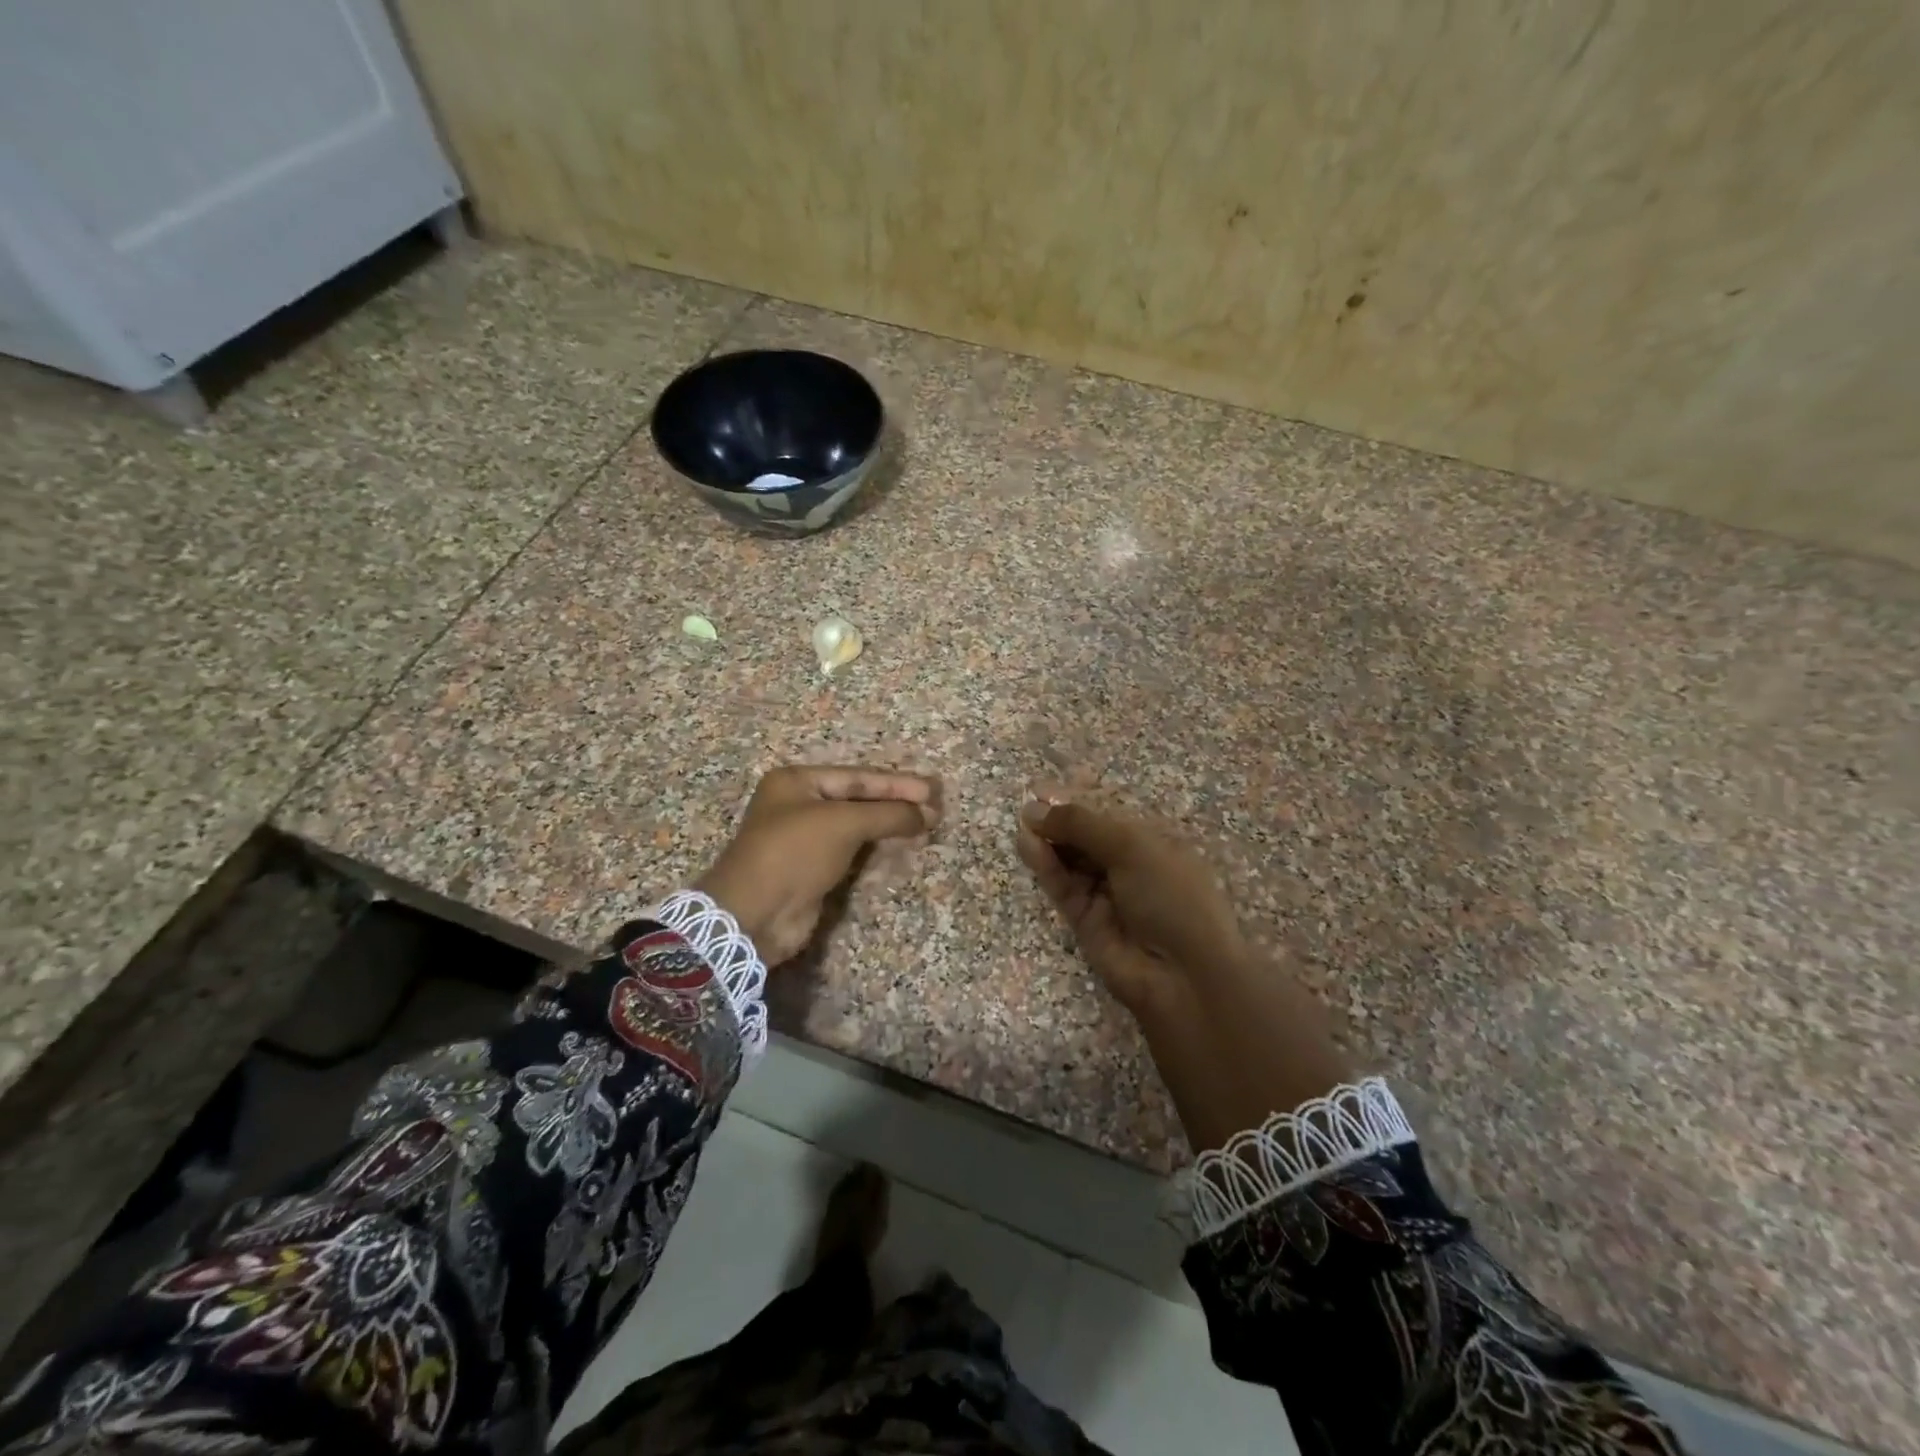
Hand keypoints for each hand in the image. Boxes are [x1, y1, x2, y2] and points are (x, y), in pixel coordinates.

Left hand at [697, 766, 939, 965]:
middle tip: (934, 808)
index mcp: (796, 782)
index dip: (896, 783)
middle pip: (858, 799)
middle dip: (896, 803)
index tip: (931, 791)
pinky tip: (901, 847)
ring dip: (889, 826)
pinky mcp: (812, 870)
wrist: (754, 915)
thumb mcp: (843, 824)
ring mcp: (804, 839)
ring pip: (856, 826)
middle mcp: (798, 805)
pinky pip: (851, 852)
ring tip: (926, 825)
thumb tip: (928, 813)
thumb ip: (888, 814)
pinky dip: (876, 848)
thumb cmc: (794, 853)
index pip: (857, 777)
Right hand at [1016, 799, 1244, 1015]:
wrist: (1183, 975)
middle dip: (1059, 817)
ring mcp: (1106, 892)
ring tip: (1023, 821)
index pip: (1111, 810)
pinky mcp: (1084, 918)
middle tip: (1029, 803)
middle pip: (1086, 833)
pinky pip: (1061, 884)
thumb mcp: (1132, 847)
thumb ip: (1081, 823)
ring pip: (1070, 858)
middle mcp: (1130, 863)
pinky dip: (1045, 864)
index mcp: (1154, 840)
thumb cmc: (1172, 896)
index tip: (1047, 785)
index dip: (1080, 796)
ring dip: (1048, 839)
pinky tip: (1027, 843)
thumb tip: (1036, 808)